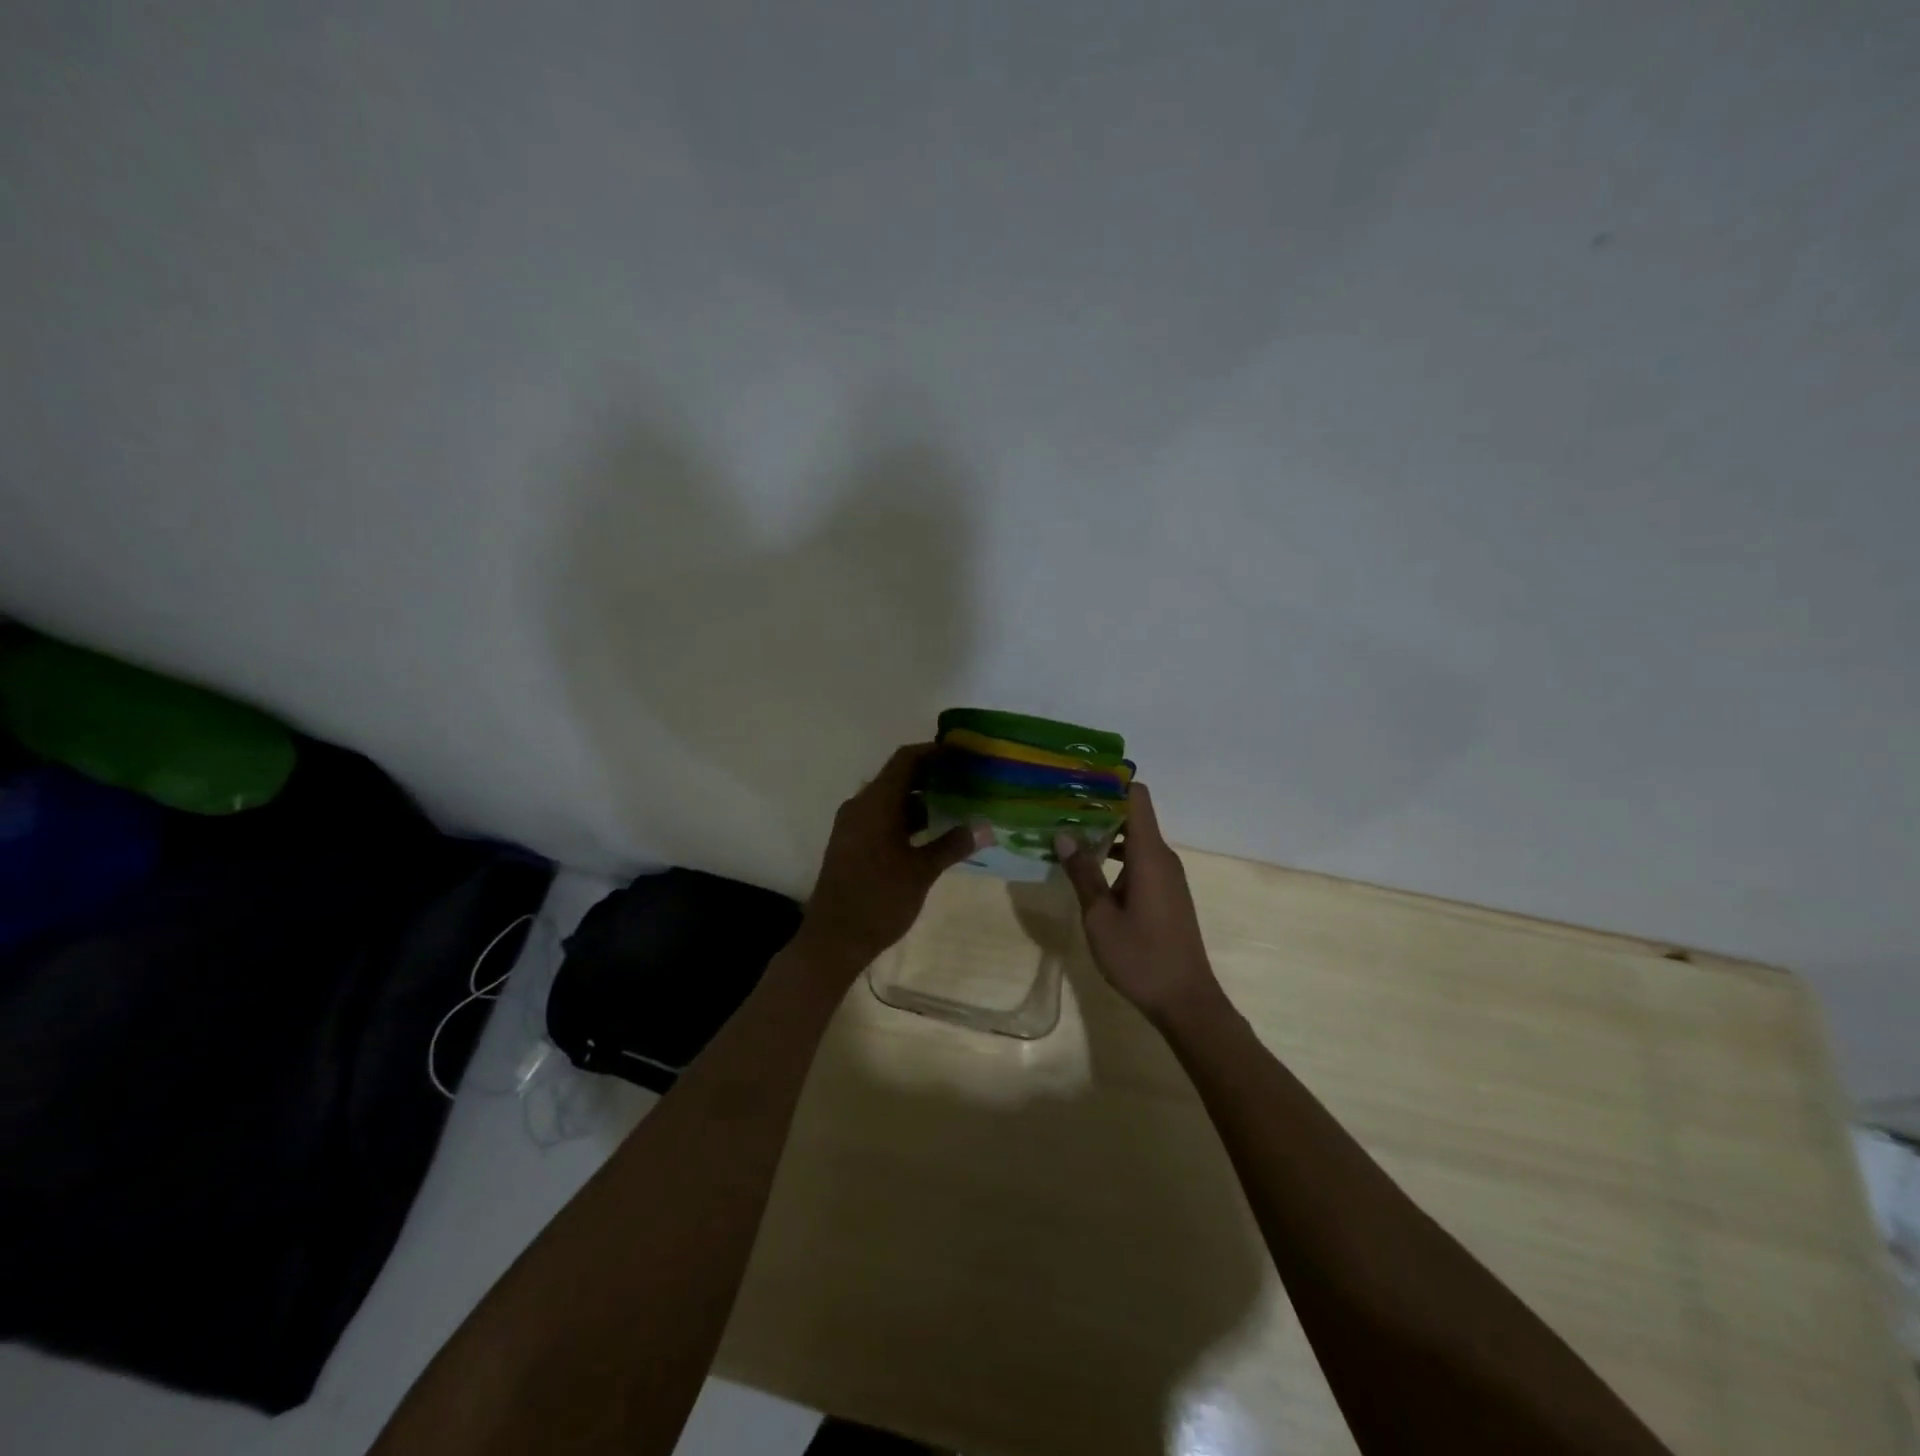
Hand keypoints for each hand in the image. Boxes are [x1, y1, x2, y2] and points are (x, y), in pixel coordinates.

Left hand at [798, 743, 983, 972]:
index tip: (962, 753)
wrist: (833, 939)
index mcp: (875, 803)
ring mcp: (851, 825)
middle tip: (964, 778)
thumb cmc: (879, 900)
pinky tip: (929, 832)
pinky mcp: (849, 843)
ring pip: (888, 798)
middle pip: (896, 776)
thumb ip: (953, 845)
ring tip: (954, 803)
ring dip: (918, 798)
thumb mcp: (921, 872)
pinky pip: (879, 816)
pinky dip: (904, 816)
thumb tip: (985, 827)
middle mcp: (859, 806)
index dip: (934, 751)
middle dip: (930, 774)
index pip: (905, 760)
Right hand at [1055, 783, 1220, 1024]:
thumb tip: (1063, 834)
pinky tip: (1089, 871)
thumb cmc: (1141, 957)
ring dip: (1104, 836)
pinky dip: (1116, 857)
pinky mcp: (1167, 894)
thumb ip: (1082, 873)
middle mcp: (1162, 857)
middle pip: (1133, 815)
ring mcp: (1167, 876)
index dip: (1109, 783)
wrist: (1186, 1001)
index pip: (1136, 797)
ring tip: (1067, 837)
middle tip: (1059, 810)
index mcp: (1149, 854)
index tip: (1077, 782)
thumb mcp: (1100, 916)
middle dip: (1098, 809)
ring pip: (1135, 840)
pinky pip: (1140, 861)